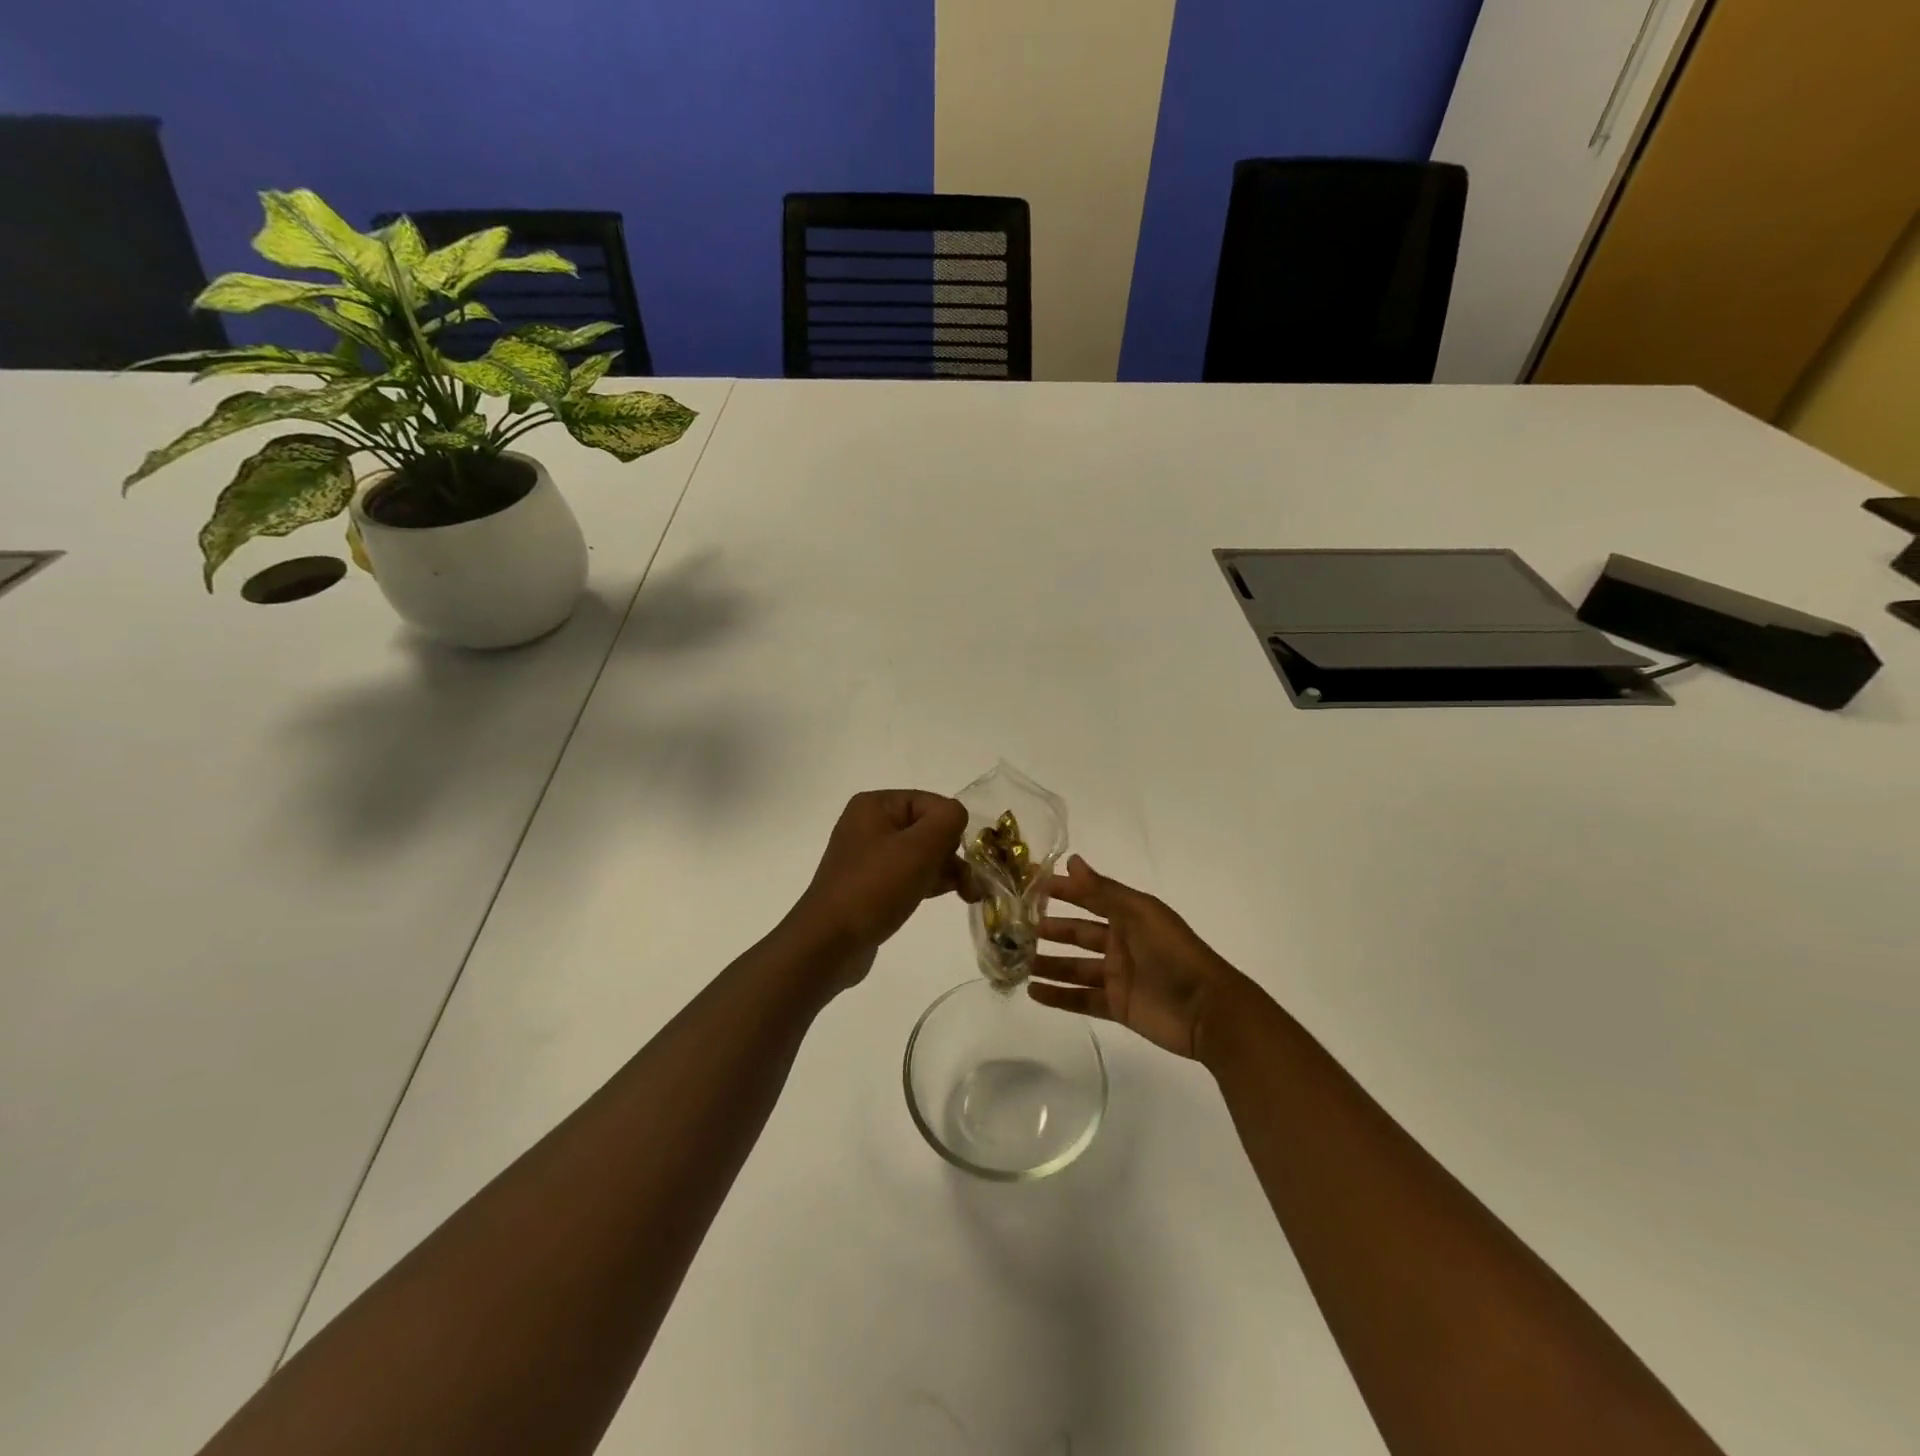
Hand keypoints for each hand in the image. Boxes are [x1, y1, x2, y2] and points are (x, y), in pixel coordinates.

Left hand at [789, 790, 974, 988]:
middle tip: (969, 885)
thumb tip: (957, 818)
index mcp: (875, 805)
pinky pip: (907, 874)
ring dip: (945, 871)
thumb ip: (948, 820)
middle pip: (927, 828)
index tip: (961, 860)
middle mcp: (868, 824)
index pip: (933, 804)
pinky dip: (926, 882)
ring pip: (920, 854)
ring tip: (966, 895)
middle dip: (952, 854)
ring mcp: (867, 856)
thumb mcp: (919, 847)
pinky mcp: (869, 884)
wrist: (829, 943)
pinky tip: (939, 897)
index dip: (951, 830)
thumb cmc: (875, 888)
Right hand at [1032, 856, 1245, 1059]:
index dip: (1063, 891)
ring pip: (1074, 967)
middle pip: (1078, 934)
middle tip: (1015, 929)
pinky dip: (1057, 996)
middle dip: (1050, 930)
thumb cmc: (1174, 954)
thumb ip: (1103, 891)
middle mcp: (1120, 943)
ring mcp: (1117, 976)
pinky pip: (1080, 999)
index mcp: (1129, 916)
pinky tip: (1032, 992)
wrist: (1208, 1011)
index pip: (1089, 898)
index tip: (1031, 887)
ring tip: (1016, 962)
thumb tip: (1071, 860)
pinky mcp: (1117, 1006)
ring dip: (1048, 964)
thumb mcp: (1139, 914)